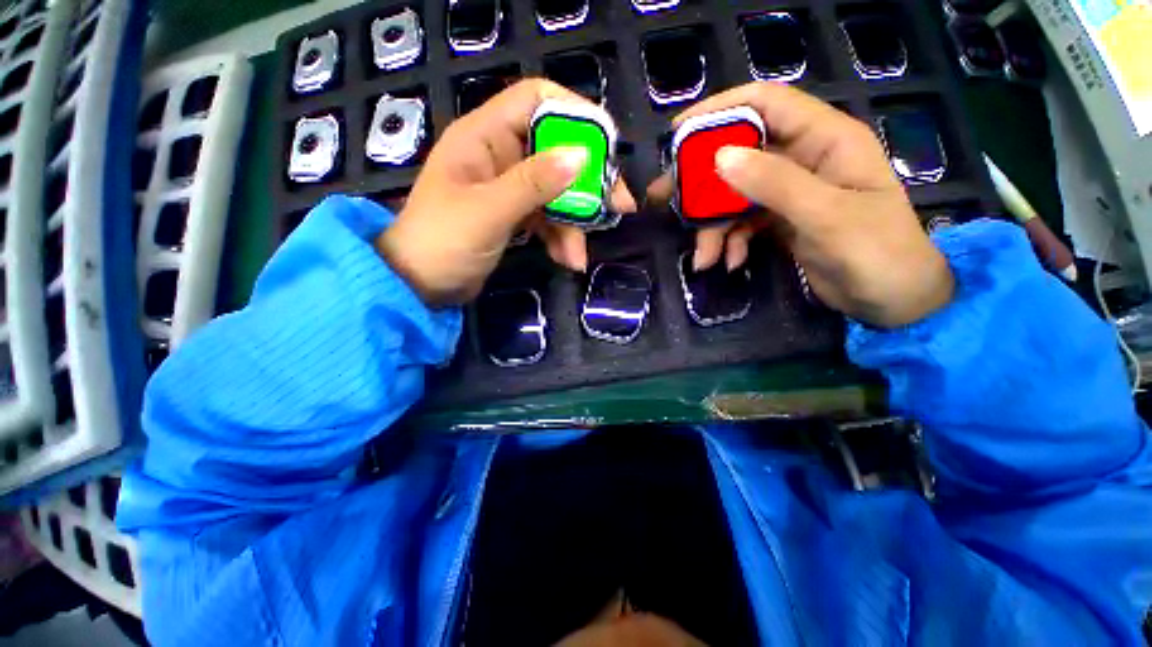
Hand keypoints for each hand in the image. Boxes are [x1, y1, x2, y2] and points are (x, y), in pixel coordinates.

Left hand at [376, 79, 636, 305]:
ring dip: (575, 222)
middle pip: (557, 150)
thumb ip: (532, 183)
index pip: (536, 100)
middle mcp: (500, 154)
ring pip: (558, 190)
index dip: (575, 113)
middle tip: (619, 205)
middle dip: (589, 180)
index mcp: (484, 135)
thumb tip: (581, 155)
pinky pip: (549, 218)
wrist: (421, 286)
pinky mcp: (516, 215)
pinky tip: (569, 260)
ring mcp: (510, 187)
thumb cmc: (443, 242)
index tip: (607, 146)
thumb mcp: (488, 211)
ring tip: (580, 254)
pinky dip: (561, 237)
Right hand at [647, 83, 952, 327]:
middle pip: (739, 154)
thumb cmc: (877, 253)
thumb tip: (720, 157)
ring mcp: (788, 192)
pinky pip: (741, 222)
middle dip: (701, 181)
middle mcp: (803, 159)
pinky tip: (730, 262)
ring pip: (734, 195)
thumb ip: (775, 184)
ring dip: (713, 226)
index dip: (721, 110)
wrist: (892, 301)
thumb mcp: (827, 216)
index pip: (766, 103)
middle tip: (665, 200)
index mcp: (826, 139)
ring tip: (705, 257)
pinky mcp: (779, 220)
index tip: (678, 135)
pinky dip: (729, 241)